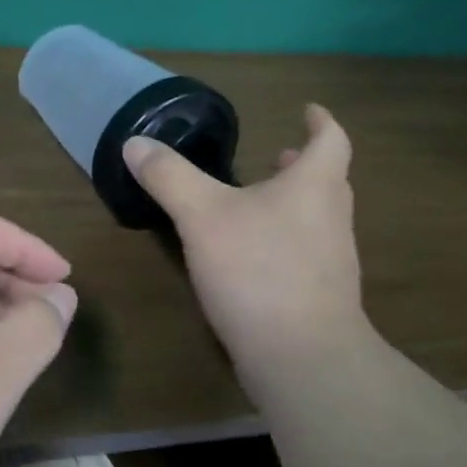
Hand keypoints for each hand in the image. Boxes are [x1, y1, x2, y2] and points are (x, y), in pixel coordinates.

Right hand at [124, 104, 365, 372]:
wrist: (301, 356)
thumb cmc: (257, 270)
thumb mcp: (201, 216)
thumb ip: (169, 177)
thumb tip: (135, 143)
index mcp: (313, 186)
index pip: (331, 140)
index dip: (320, 121)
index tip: (309, 110)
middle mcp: (331, 218)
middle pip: (327, 180)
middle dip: (302, 165)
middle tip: (277, 156)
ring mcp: (331, 261)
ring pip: (316, 218)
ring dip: (293, 203)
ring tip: (257, 202)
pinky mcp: (320, 297)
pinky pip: (305, 253)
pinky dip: (283, 240)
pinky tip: (250, 257)